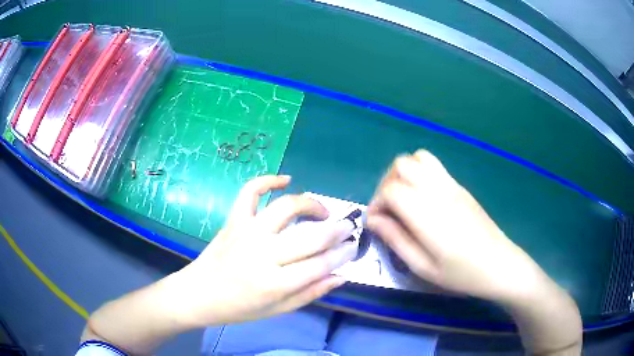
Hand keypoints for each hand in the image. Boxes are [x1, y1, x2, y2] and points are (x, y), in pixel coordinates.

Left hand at [167, 175, 356, 327]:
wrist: (199, 294)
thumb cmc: (239, 308)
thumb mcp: (277, 310)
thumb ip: (310, 293)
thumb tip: (340, 276)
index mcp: (274, 283)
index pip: (320, 265)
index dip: (342, 255)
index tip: (352, 248)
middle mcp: (262, 254)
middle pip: (310, 237)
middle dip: (336, 230)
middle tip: (347, 228)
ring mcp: (246, 233)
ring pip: (286, 208)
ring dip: (310, 204)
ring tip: (322, 211)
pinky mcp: (233, 220)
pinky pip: (250, 192)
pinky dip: (267, 180)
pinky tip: (285, 179)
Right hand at [367, 150, 549, 302]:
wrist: (498, 263)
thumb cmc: (461, 273)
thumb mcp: (423, 267)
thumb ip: (395, 239)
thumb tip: (372, 220)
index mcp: (427, 214)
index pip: (390, 189)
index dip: (376, 203)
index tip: (376, 223)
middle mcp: (438, 191)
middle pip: (401, 165)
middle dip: (386, 184)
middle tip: (388, 210)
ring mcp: (451, 184)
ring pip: (417, 158)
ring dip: (402, 173)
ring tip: (403, 199)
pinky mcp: (459, 186)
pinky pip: (433, 164)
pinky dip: (418, 172)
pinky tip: (422, 197)